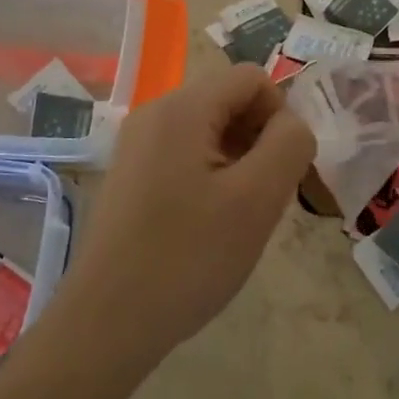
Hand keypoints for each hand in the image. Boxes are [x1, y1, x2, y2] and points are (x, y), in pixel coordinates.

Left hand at [51, 63, 315, 370]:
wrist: (108, 319)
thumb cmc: (188, 257)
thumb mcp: (257, 199)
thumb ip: (288, 145)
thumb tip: (290, 124)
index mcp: (182, 108)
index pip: (252, 78)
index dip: (279, 116)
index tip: (280, 171)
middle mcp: (154, 113)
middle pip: (228, 100)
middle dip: (257, 140)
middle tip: (261, 198)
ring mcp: (136, 143)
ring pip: (208, 130)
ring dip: (236, 161)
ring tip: (235, 216)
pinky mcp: (129, 173)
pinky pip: (184, 154)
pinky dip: (209, 176)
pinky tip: (205, 224)